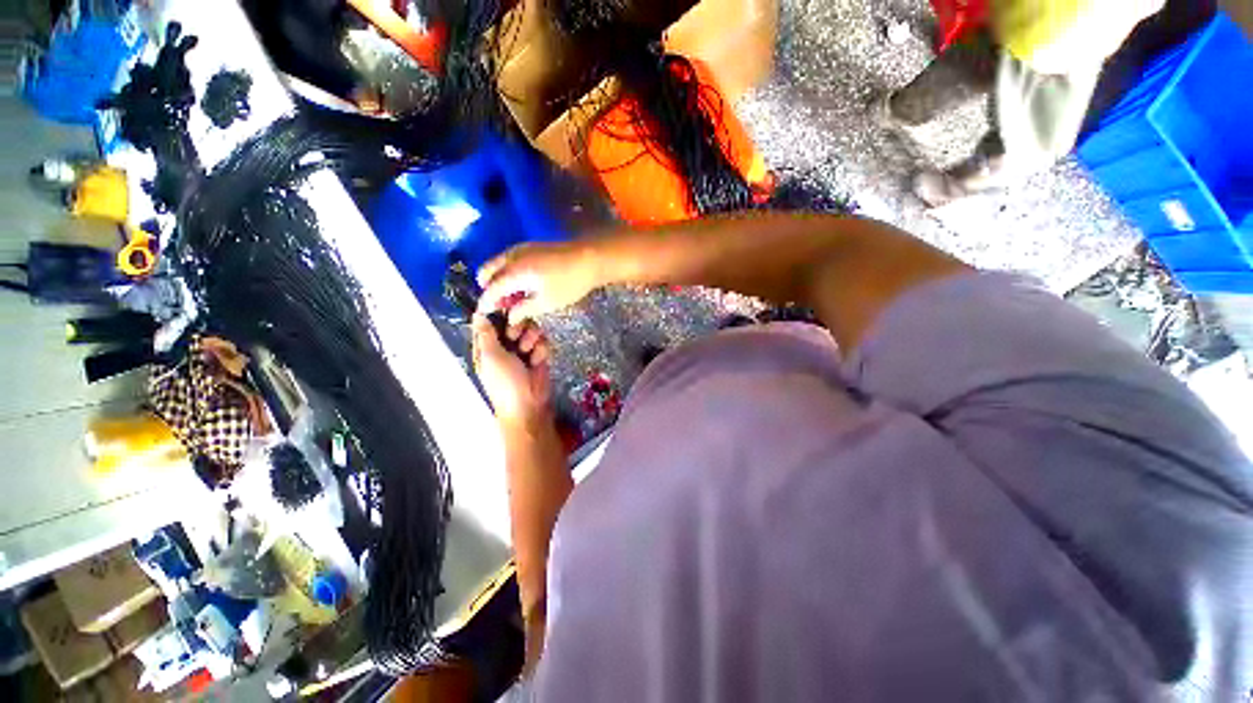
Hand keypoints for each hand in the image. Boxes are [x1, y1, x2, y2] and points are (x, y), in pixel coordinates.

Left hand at [472, 315, 552, 426]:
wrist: (529, 405)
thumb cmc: (505, 383)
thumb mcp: (491, 357)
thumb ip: (486, 334)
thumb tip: (478, 313)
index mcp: (486, 345)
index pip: (489, 321)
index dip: (496, 312)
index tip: (504, 307)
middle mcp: (504, 344)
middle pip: (513, 320)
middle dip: (517, 325)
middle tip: (515, 334)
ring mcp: (523, 349)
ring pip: (530, 328)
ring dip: (531, 337)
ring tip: (528, 350)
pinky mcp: (539, 354)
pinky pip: (542, 340)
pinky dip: (541, 349)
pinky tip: (538, 360)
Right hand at [476, 241, 601, 321]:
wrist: (589, 259)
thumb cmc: (569, 284)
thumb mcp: (547, 302)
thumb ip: (524, 309)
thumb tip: (510, 316)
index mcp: (514, 272)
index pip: (490, 289)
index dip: (486, 302)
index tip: (483, 313)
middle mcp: (511, 256)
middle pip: (486, 271)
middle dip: (488, 288)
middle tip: (501, 305)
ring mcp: (520, 248)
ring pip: (496, 263)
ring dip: (497, 279)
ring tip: (513, 297)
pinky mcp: (530, 246)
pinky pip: (508, 258)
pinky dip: (507, 271)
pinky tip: (522, 284)